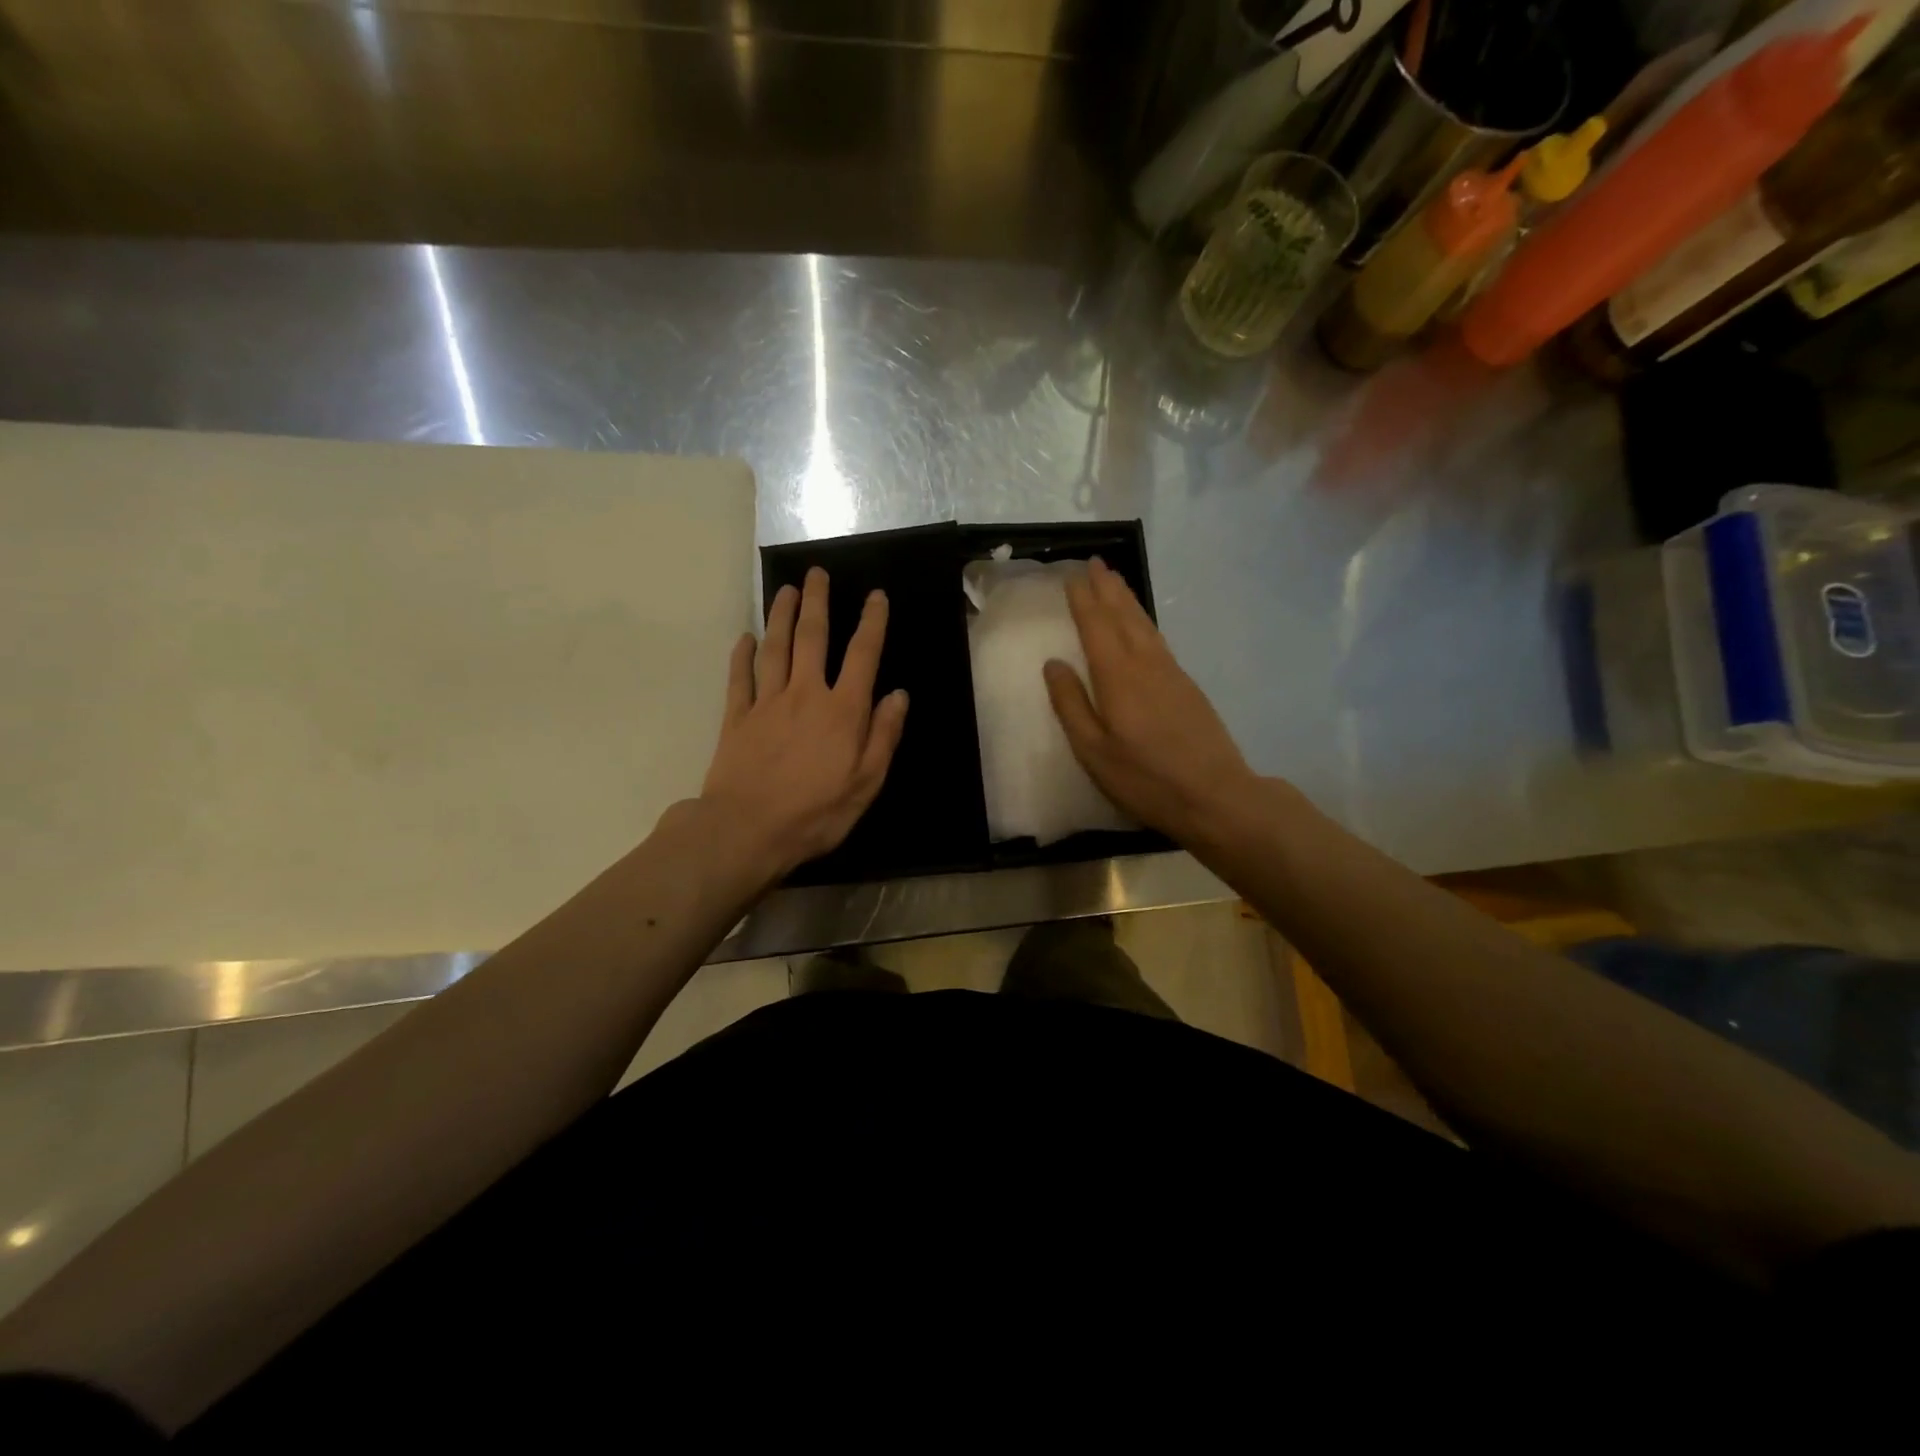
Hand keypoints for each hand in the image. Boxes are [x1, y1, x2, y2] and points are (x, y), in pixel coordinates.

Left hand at [700, 566, 908, 878]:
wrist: (747, 830)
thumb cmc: (816, 812)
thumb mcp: (866, 783)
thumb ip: (883, 735)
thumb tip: (898, 695)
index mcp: (842, 711)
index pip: (862, 656)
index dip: (871, 623)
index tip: (875, 595)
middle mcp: (805, 694)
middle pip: (812, 638)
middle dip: (816, 603)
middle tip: (816, 573)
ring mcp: (766, 703)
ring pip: (774, 648)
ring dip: (780, 616)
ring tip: (785, 590)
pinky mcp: (737, 718)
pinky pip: (740, 678)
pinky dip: (742, 655)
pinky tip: (745, 638)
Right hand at [1043, 558, 1260, 846]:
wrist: (1215, 795)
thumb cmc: (1145, 778)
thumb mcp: (1093, 751)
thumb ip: (1071, 705)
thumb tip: (1053, 663)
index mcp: (1118, 677)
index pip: (1096, 626)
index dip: (1083, 599)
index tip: (1072, 575)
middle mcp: (1145, 664)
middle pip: (1123, 616)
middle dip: (1107, 588)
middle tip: (1094, 562)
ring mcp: (1171, 672)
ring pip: (1144, 625)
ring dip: (1127, 599)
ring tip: (1115, 581)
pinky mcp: (1187, 686)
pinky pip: (1158, 639)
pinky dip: (1144, 621)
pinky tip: (1141, 625)